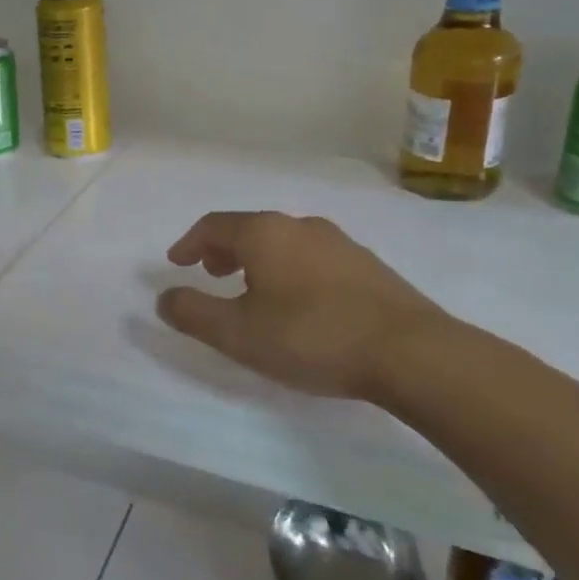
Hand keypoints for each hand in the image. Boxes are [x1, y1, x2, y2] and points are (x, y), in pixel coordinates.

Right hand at [157, 211, 446, 401]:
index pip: (213, 225)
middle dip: (223, 249)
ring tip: (253, 290)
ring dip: (258, 260)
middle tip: (212, 273)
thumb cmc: (312, 336)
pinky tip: (299, 303)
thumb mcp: (237, 333)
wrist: (413, 353)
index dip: (189, 243)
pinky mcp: (369, 266)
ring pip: (284, 242)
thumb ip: (193, 313)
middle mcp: (300, 226)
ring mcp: (340, 243)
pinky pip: (313, 258)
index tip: (176, 263)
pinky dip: (290, 270)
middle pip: (249, 228)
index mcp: (264, 233)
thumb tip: (164, 297)